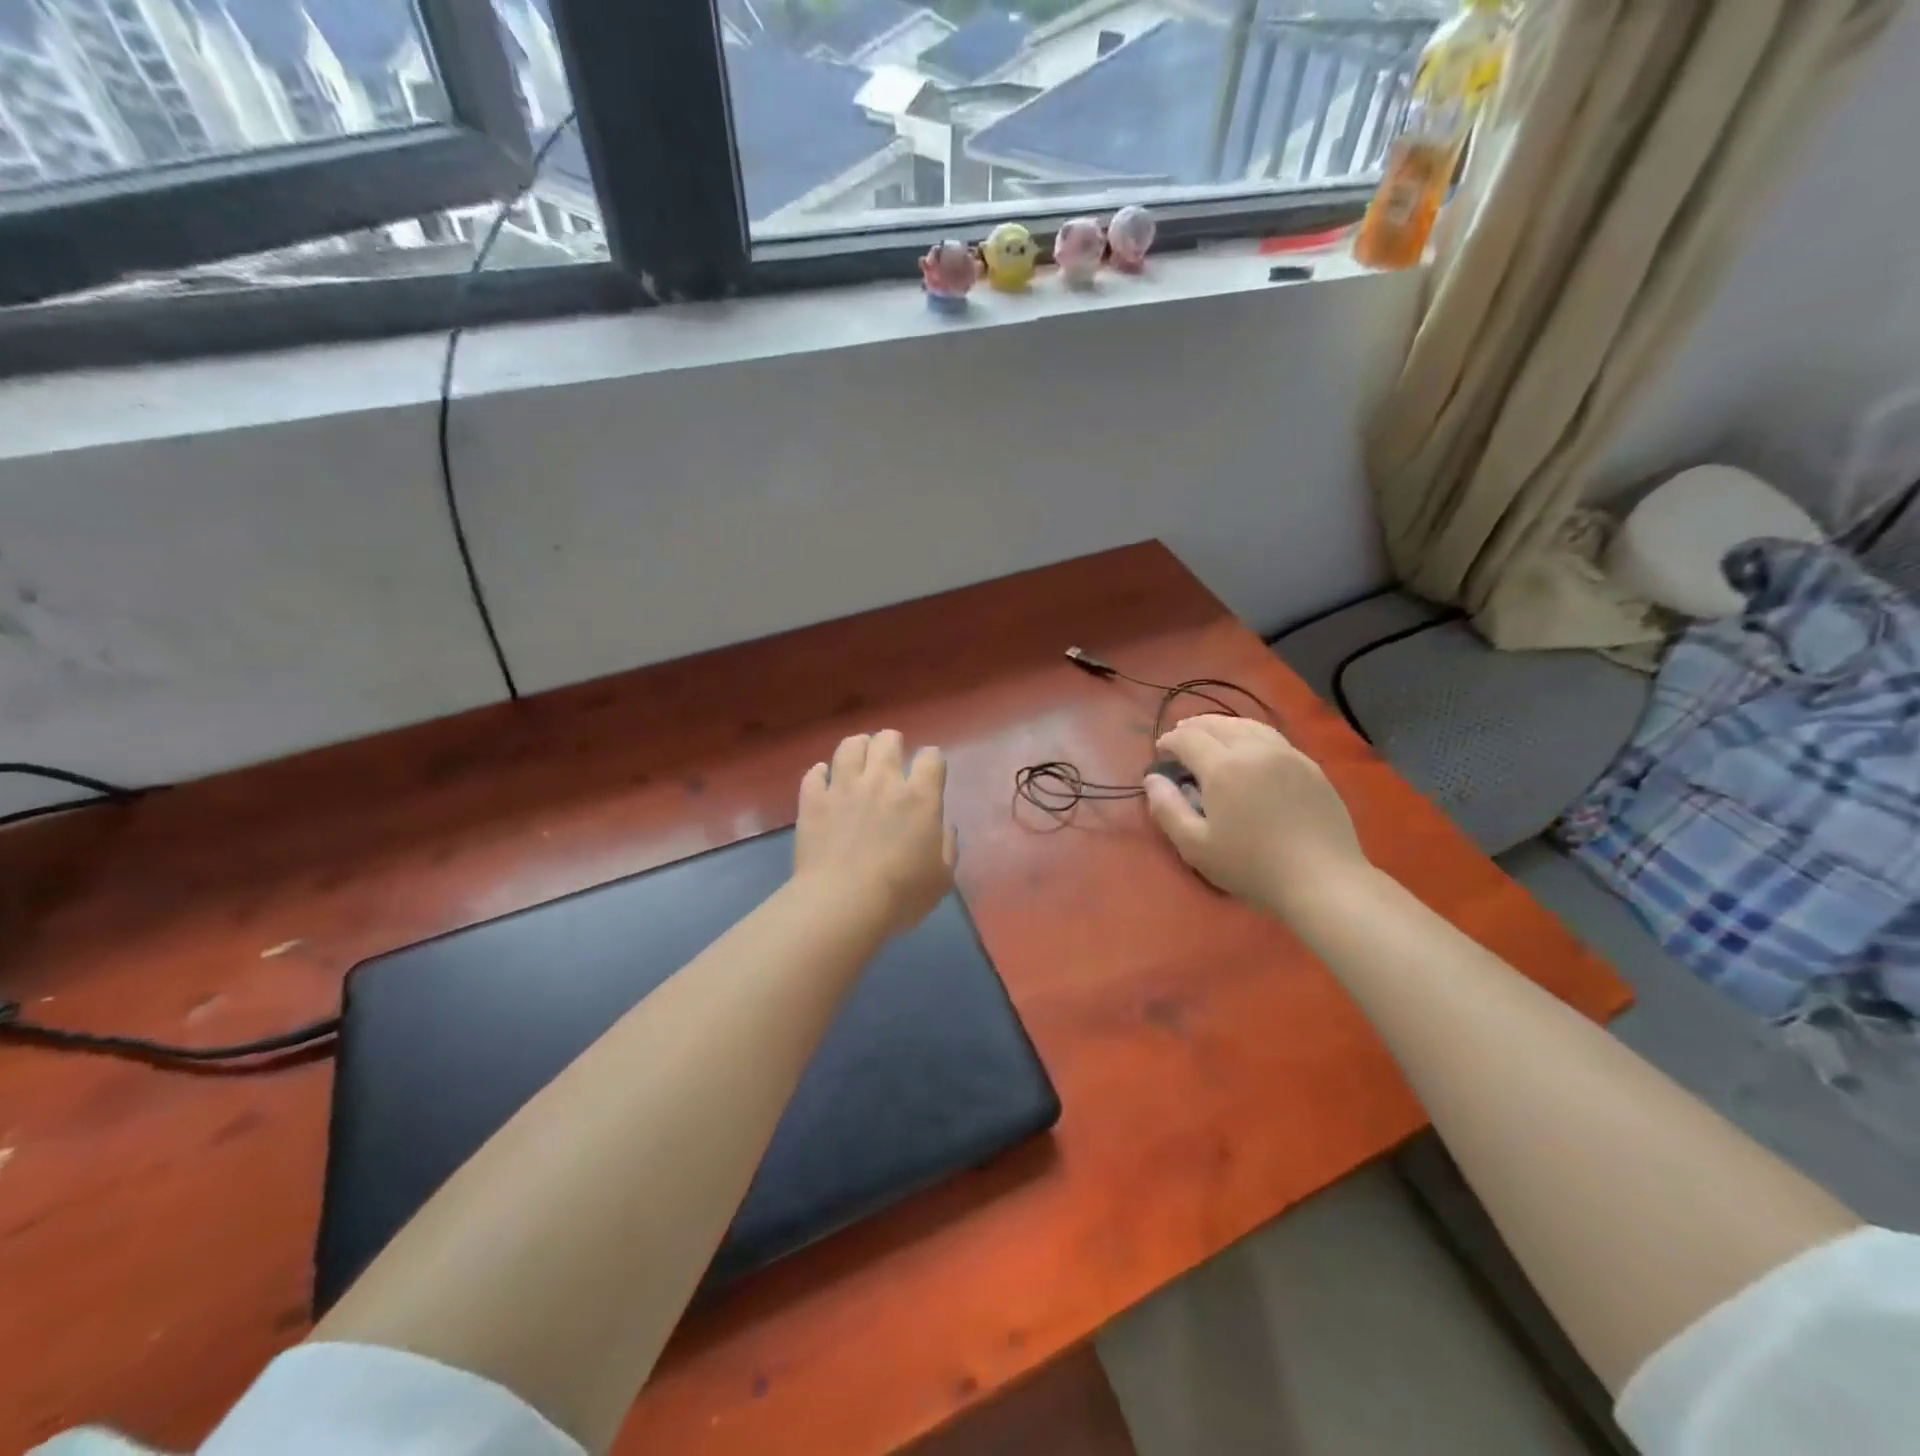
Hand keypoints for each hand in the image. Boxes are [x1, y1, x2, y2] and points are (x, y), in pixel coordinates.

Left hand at [794, 731, 957, 935]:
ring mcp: (843, 787)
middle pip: (887, 740)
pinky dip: (820, 773)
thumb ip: (947, 846)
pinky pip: (814, 774)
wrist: (842, 905)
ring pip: (849, 746)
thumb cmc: (901, 895)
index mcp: (919, 797)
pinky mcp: (813, 801)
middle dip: (892, 743)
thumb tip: (943, 827)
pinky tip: (823, 779)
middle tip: (892, 758)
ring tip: (858, 757)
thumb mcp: (942, 878)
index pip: (931, 757)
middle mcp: (882, 781)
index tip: (929, 772)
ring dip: (857, 747)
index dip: (932, 761)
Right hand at [1144, 715, 1368, 918]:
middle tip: (1180, 737)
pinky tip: (1248, 748)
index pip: (1188, 738)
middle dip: (1194, 727)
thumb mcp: (1196, 846)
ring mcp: (1287, 754)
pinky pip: (1273, 737)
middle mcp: (1254, 749)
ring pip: (1248, 725)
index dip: (1169, 740)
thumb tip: (1152, 779)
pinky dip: (1250, 733)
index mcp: (1223, 766)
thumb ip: (1167, 809)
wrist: (1323, 879)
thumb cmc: (1252, 866)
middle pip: (1218, 724)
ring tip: (1211, 735)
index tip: (1160, 751)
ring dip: (1222, 725)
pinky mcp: (1310, 766)